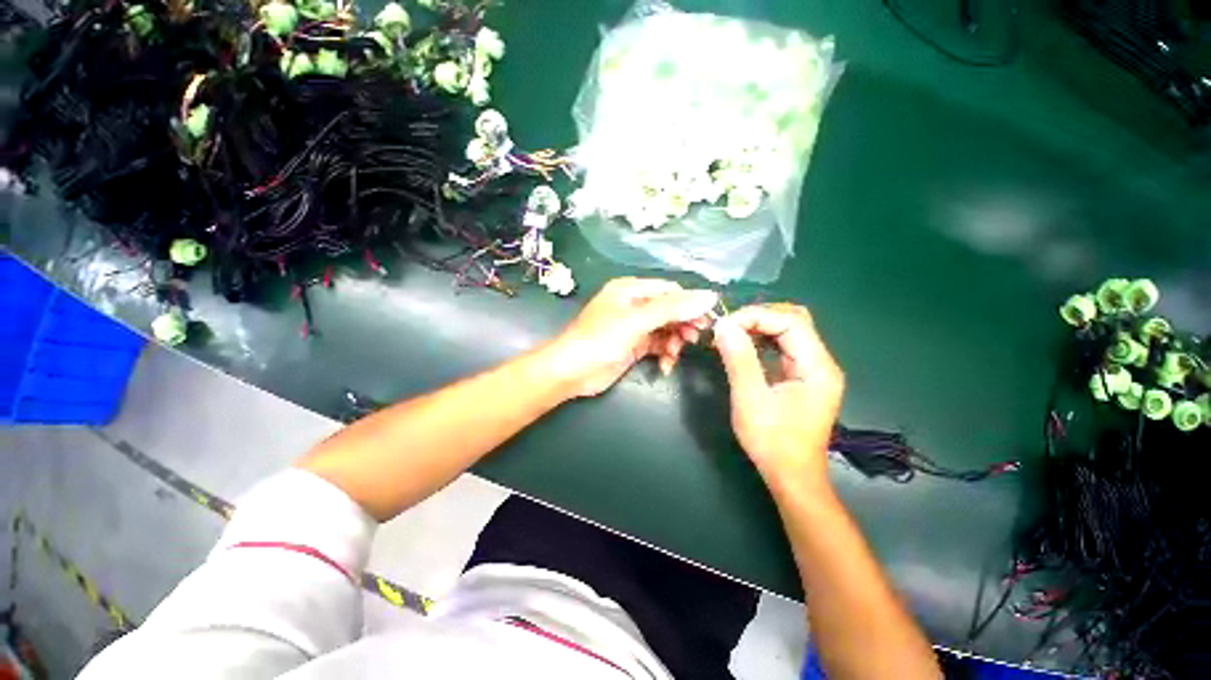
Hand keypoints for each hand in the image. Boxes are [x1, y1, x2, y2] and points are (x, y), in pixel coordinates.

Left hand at [543, 278, 718, 397]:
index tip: (708, 320)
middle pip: (670, 310)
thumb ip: (672, 309)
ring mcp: (635, 327)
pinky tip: (666, 365)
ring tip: (675, 354)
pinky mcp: (635, 346)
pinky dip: (665, 354)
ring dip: (675, 342)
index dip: (690, 303)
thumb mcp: (636, 321)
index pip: (670, 290)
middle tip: (696, 339)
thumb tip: (709, 296)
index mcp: (631, 290)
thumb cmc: (600, 340)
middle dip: (683, 324)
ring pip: (666, 329)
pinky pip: (658, 345)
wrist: (571, 372)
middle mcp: (634, 305)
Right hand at [712, 304, 844, 488]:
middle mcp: (821, 363)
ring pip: (789, 331)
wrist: (791, 476)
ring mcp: (814, 369)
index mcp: (817, 367)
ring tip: (731, 334)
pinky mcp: (803, 377)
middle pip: (794, 320)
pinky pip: (784, 346)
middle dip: (758, 317)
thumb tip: (723, 325)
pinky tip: (744, 346)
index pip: (791, 322)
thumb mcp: (751, 399)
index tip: (725, 325)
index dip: (756, 316)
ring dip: (759, 327)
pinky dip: (763, 340)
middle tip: (728, 328)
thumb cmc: (772, 442)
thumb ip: (739, 359)